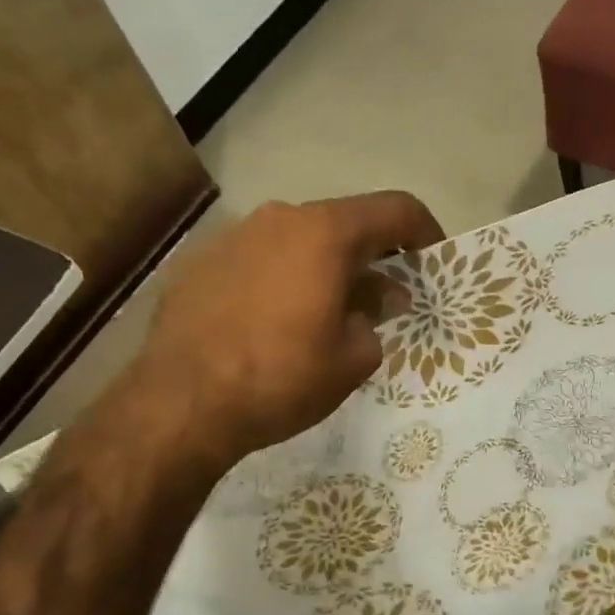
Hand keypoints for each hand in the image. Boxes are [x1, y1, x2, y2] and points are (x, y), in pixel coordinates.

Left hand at [137, 192, 443, 468]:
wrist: (181, 404)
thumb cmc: (282, 377)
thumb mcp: (353, 358)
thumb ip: (376, 316)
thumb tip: (379, 296)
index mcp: (325, 233)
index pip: (395, 209)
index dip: (425, 232)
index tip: (433, 264)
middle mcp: (279, 219)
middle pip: (343, 224)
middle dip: (372, 257)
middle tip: (383, 300)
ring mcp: (232, 236)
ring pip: (297, 241)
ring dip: (323, 269)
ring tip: (325, 315)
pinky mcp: (199, 263)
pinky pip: (258, 261)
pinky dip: (280, 280)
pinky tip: (272, 324)